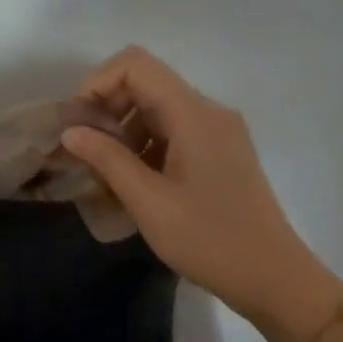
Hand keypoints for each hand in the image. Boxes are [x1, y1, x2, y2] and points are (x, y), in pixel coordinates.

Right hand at [62, 47, 342, 341]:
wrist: (272, 276)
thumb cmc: (209, 240)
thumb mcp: (149, 203)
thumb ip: (108, 160)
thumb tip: (70, 131)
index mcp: (194, 114)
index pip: (135, 65)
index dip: (97, 84)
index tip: (77, 125)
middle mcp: (209, 112)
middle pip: (146, 84)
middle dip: (107, 111)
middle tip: (84, 154)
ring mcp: (218, 132)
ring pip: (158, 111)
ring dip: (124, 133)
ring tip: (104, 176)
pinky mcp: (221, 153)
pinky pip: (174, 134)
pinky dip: (146, 148)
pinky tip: (132, 185)